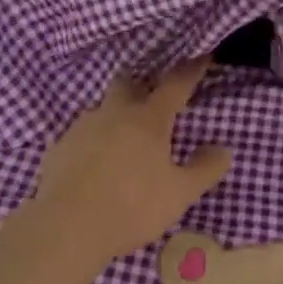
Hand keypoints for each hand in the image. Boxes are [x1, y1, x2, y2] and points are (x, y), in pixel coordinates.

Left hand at [26, 58, 233, 265]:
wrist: (65, 227)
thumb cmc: (131, 206)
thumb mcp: (178, 194)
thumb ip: (204, 170)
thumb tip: (224, 149)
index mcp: (148, 119)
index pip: (175, 84)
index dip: (190, 70)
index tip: (201, 56)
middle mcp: (114, 113)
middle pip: (128, 82)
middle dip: (142, 83)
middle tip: (152, 94)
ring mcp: (82, 127)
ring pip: (102, 108)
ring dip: (115, 114)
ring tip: (124, 137)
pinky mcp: (58, 147)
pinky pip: (81, 134)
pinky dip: (93, 140)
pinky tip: (95, 162)